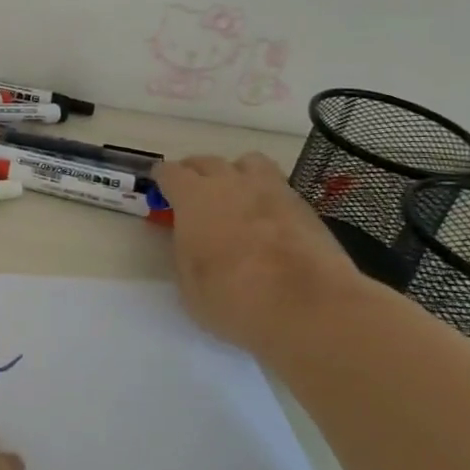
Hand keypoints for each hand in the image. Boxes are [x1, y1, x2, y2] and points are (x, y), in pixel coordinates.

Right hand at [154, 152, 362, 355]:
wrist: (309, 308)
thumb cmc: (234, 298)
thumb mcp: (189, 283)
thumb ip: (186, 251)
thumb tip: (191, 240)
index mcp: (194, 197)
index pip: (169, 172)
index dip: (162, 180)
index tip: (161, 191)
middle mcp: (230, 182)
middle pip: (206, 162)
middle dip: (195, 175)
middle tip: (193, 196)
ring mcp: (271, 190)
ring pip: (247, 163)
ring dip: (235, 174)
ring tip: (234, 197)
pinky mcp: (304, 206)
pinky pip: (277, 186)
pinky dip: (266, 195)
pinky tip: (266, 220)